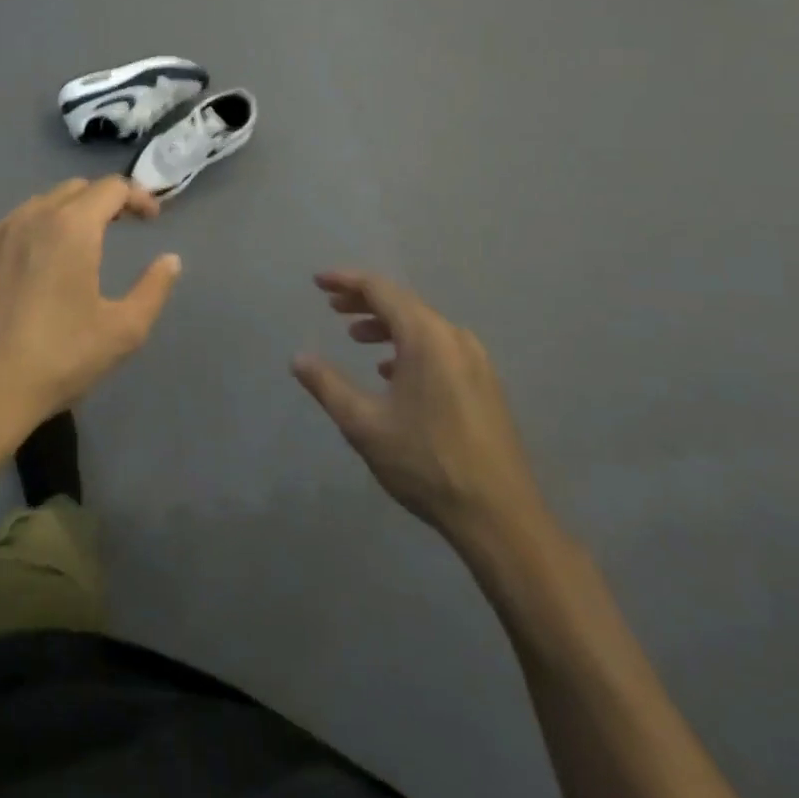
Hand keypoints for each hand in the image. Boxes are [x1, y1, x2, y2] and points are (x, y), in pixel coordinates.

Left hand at [0, 177, 181, 468]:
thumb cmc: (60, 358)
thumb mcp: (123, 330)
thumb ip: (153, 288)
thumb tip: (170, 260)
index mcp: (71, 227)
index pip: (111, 188)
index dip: (138, 196)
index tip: (152, 219)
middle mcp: (30, 218)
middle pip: (74, 189)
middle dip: (103, 200)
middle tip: (121, 226)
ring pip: (38, 205)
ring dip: (66, 213)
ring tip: (79, 244)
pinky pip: (10, 228)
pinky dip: (33, 232)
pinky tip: (35, 266)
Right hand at [292, 271, 551, 556]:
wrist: (499, 516)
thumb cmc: (426, 463)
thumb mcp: (363, 424)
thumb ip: (327, 385)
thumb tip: (298, 358)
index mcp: (427, 338)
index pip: (381, 290)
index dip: (346, 281)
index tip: (317, 281)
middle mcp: (455, 339)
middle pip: (404, 303)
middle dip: (364, 301)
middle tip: (332, 307)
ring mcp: (476, 361)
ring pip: (423, 326)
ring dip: (387, 325)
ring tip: (357, 338)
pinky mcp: (485, 384)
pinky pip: (440, 347)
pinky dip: (410, 346)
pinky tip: (392, 372)